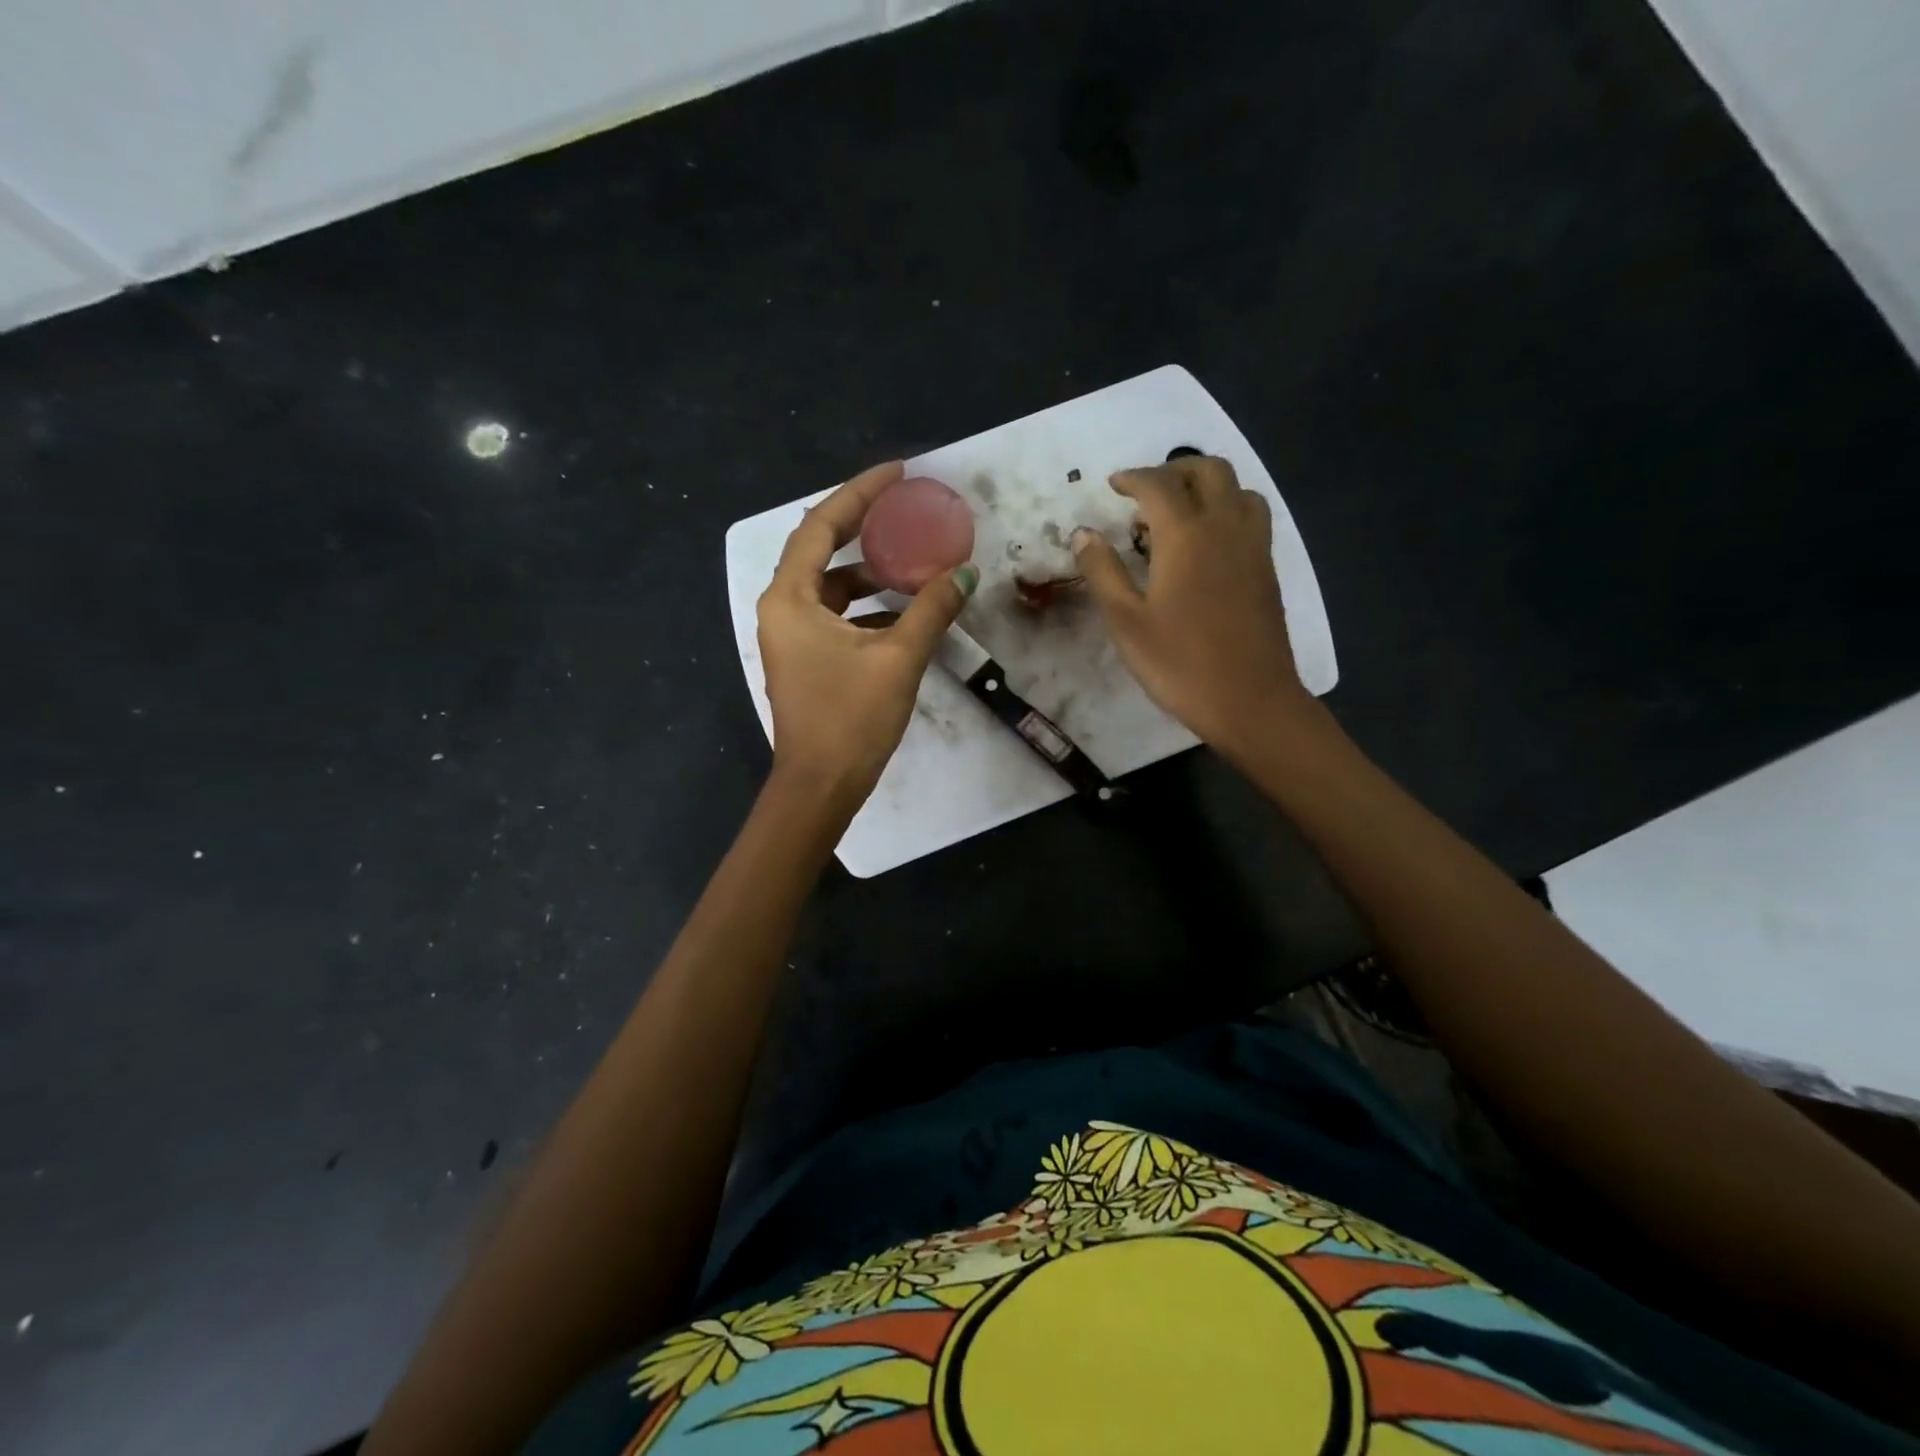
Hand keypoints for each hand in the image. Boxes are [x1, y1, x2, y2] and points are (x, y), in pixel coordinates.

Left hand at [757, 461, 978, 808]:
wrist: (820, 787)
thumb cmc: (850, 720)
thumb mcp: (898, 659)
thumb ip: (931, 610)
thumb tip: (964, 573)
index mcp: (790, 599)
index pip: (821, 526)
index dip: (859, 493)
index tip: (897, 473)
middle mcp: (782, 609)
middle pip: (823, 551)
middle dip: (866, 528)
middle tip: (908, 509)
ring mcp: (792, 636)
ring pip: (832, 587)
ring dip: (872, 573)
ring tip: (916, 560)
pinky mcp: (806, 658)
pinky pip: (837, 615)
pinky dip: (868, 606)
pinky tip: (905, 610)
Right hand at [1073, 455, 1318, 760]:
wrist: (1250, 701)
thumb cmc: (1179, 664)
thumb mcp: (1126, 621)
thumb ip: (1102, 571)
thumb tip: (1083, 533)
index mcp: (1185, 535)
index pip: (1158, 484)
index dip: (1133, 478)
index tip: (1113, 485)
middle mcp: (1225, 527)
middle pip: (1208, 470)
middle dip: (1174, 469)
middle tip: (1145, 493)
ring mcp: (1253, 546)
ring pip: (1238, 489)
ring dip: (1207, 486)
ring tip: (1179, 513)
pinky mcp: (1267, 569)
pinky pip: (1251, 516)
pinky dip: (1227, 509)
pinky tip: (1207, 543)